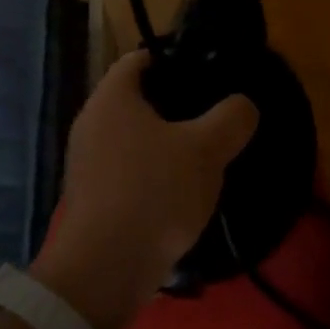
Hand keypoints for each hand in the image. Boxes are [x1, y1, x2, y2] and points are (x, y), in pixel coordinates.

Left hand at [31, 49, 258, 328]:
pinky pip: (129, 171)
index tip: (210, 75)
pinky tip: (183, 193)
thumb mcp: (207, 149)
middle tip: (216, 117)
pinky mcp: (93, 197)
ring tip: (207, 157)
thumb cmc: (155, 192)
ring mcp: (87, 163)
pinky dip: (155, 175)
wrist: (105, 270)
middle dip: (178, 106)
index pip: (141, 58)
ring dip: (168, 144)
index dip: (176, 59)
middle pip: (139, 99)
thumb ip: (232, 117)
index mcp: (112, 98)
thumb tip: (242, 105)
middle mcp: (91, 123)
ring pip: (136, 138)